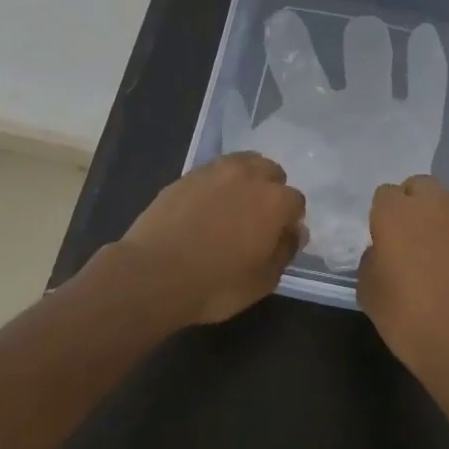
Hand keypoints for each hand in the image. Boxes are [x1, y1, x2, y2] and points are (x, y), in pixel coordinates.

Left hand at [119, 152, 307, 325]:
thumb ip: (284, 252)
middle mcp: (249, 176)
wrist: (152, 274)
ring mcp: (215, 171)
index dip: (289, 221)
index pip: (296, 202)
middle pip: (271, 172)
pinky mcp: (187, 175)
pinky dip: (217, 184)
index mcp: (275, 201)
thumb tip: (294, 232)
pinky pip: (213, 171)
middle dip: (270, 191)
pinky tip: (206, 206)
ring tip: (233, 206)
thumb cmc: (215, 285)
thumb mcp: (262, 282)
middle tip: (256, 219)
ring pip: (243, 163)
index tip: (278, 238)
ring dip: (246, 180)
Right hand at [357, 174, 448, 386]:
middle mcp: (433, 206)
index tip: (382, 240)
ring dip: (438, 221)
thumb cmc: (408, 319)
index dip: (382, 215)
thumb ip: (372, 260)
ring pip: (448, 205)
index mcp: (396, 213)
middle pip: (420, 186)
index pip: (385, 194)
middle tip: (408, 238)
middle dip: (413, 203)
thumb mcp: (369, 292)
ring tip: (435, 257)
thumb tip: (383, 252)